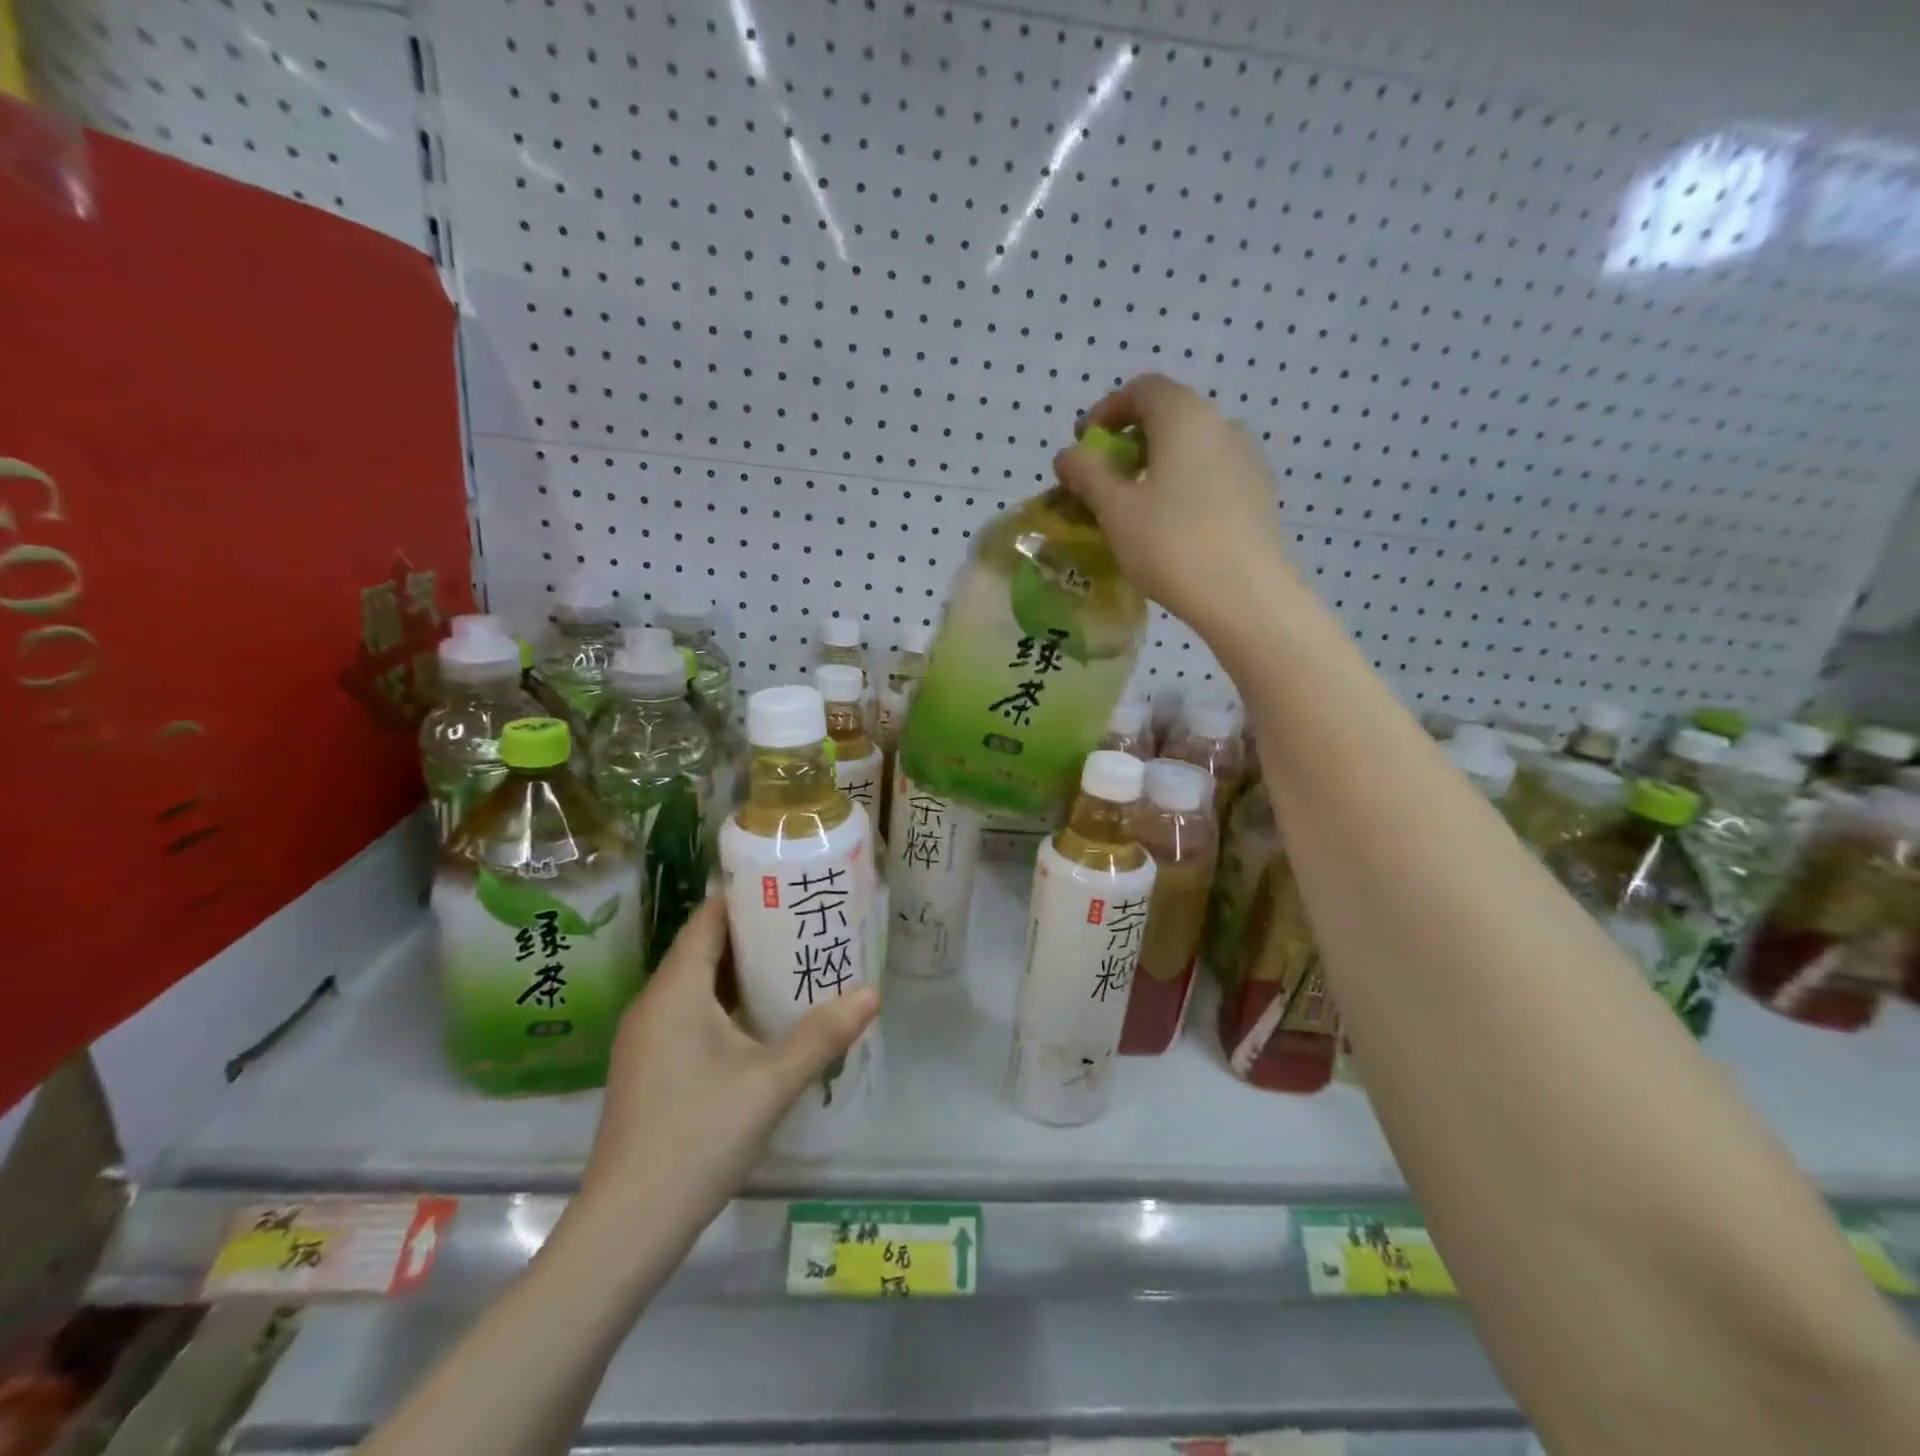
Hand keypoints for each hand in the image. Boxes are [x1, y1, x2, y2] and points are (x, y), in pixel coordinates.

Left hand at [576, 896, 878, 1235]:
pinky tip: (763, 1020)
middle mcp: (655, 1004)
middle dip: (755, 933)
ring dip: (742, 972)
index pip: (708, 919)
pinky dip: (727, 1004)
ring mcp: (648, 1039)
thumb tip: (872, 993)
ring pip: (699, 985)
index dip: (747, 897)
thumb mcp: (770, 1082)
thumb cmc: (697, 1136)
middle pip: (705, 948)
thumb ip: (823, 1034)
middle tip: (806, 923)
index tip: (790, 886)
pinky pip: (692, 1015)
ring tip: (795, 962)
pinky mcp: (651, 1069)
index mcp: (675, 990)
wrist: (626, 1228)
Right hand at [1054, 373, 1291, 631]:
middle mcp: (1221, 425)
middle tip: (1103, 477)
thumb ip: (1087, 475)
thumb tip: (1067, 455)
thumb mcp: (1115, 510)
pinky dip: (1182, 486)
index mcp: (1185, 417)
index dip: (1106, 410)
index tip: (1083, 443)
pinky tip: (1169, 525)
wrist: (1245, 596)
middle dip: (1129, 441)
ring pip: (1191, 448)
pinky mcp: (1258, 494)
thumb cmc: (1171, 544)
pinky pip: (1211, 475)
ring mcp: (1247, 459)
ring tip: (1133, 506)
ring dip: (1156, 465)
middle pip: (1169, 417)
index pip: (1143, 389)